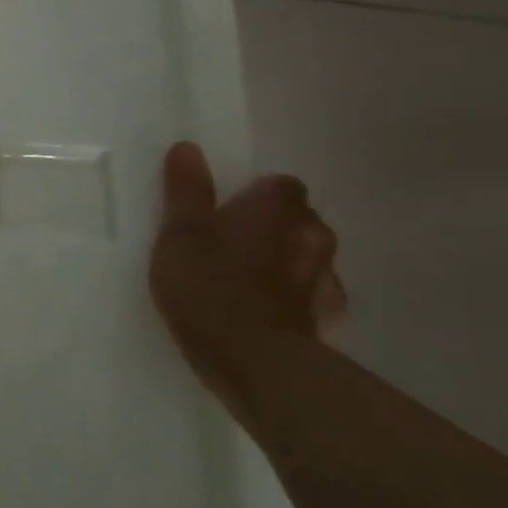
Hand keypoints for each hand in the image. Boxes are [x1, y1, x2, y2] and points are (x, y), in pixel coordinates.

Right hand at [148, 142, 345, 422]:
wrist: (252, 359)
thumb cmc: (207, 284)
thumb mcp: (179, 233)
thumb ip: (186, 190)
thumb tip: (188, 148)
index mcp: (276, 208)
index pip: (279, 184)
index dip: (253, 196)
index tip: (224, 212)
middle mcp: (312, 233)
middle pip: (297, 219)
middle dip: (271, 228)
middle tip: (229, 246)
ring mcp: (326, 278)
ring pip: (307, 257)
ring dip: (284, 263)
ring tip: (245, 283)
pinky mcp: (327, 318)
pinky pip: (312, 296)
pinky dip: (294, 299)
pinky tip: (267, 313)